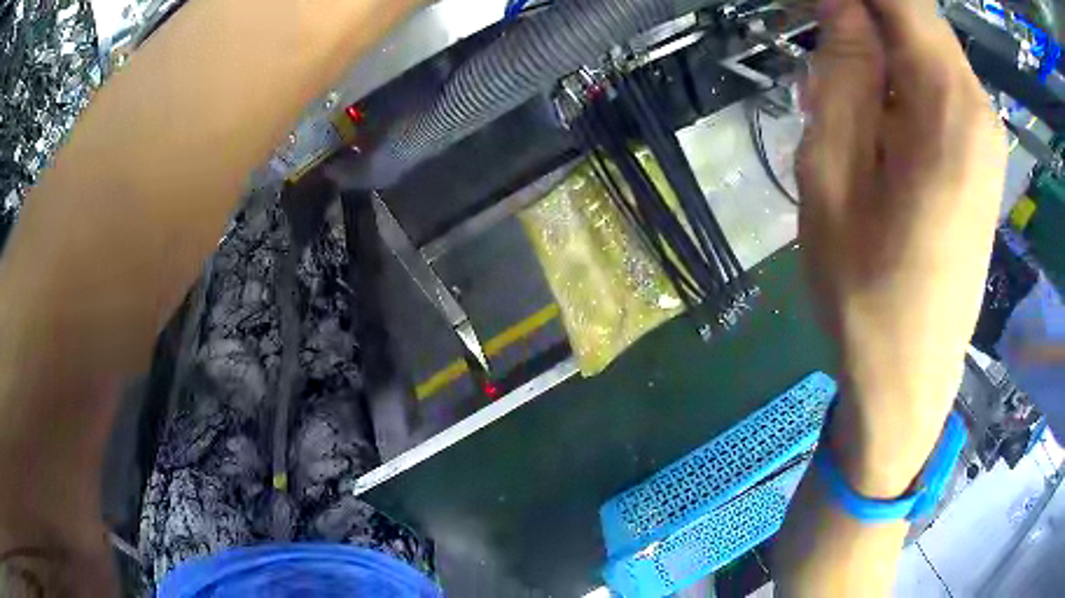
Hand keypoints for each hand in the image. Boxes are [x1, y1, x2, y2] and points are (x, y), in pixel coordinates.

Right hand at [797, 0, 1006, 495]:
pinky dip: (898, 78)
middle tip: (814, 51)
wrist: (907, 379)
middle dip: (858, 15)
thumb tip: (841, 5)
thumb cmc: (865, 291)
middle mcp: (978, 106)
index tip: (809, 11)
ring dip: (876, 50)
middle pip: (913, 15)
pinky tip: (873, 123)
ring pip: (924, 46)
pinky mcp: (982, 156)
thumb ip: (843, 72)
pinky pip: (938, 84)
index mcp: (946, 102)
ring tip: (838, 97)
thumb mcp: (833, 172)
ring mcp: (986, 133)